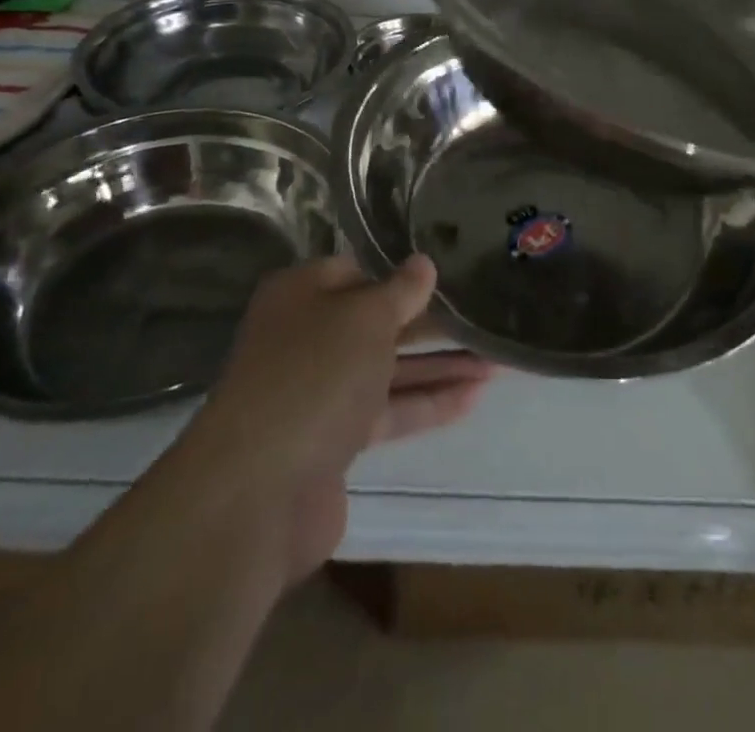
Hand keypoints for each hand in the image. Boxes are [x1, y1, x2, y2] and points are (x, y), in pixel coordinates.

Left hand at [182, 256, 490, 586]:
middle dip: (431, 324)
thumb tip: (423, 263)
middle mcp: (306, 338)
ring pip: (387, 369)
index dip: (401, 272)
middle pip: (377, 323)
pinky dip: (426, 403)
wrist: (259, 491)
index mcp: (301, 294)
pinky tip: (473, 398)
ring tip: (496, 361)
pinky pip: (387, 411)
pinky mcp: (333, 441)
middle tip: (483, 318)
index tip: (448, 273)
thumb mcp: (366, 317)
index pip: (357, 270)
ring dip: (439, 366)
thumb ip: (401, 290)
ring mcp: (318, 392)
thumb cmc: (315, 375)